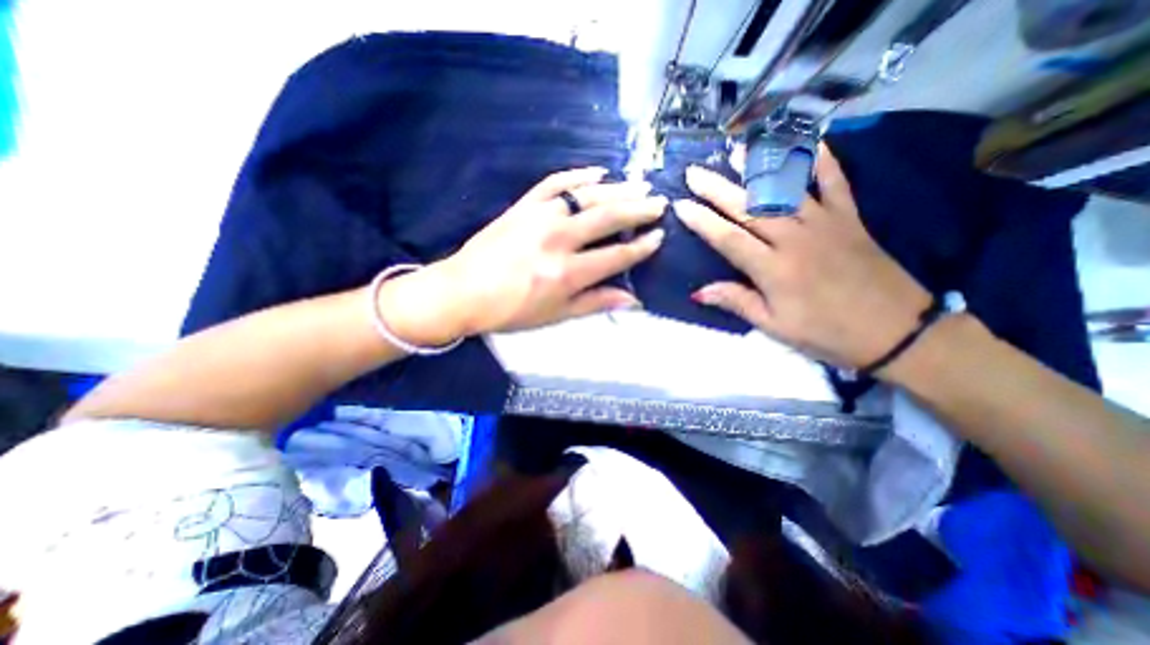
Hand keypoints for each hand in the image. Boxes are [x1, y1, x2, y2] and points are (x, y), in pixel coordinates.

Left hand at [379, 169, 666, 344]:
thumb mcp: (555, 314)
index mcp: (568, 272)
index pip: (617, 255)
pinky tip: (598, 172)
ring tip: (639, 186)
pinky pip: (555, 182)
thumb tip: (632, 300)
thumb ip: (595, 302)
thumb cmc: (511, 310)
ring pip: (587, 195)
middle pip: (608, 217)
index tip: (659, 237)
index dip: (642, 247)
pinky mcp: (523, 205)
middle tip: (659, 203)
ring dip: (618, 189)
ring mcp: (540, 216)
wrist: (463, 291)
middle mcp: (559, 239)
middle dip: (639, 209)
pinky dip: (578, 174)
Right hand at [675, 144, 933, 369]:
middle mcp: (795, 239)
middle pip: (749, 208)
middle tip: (694, 172)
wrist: (895, 331)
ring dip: (758, 167)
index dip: (702, 221)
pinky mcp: (850, 217)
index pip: (728, 238)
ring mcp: (825, 223)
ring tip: (735, 150)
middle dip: (717, 188)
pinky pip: (835, 181)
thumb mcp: (774, 325)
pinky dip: (822, 159)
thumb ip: (736, 302)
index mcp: (773, 269)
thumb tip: (698, 291)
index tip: (680, 205)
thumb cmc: (825, 332)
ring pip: (785, 189)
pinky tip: (807, 141)